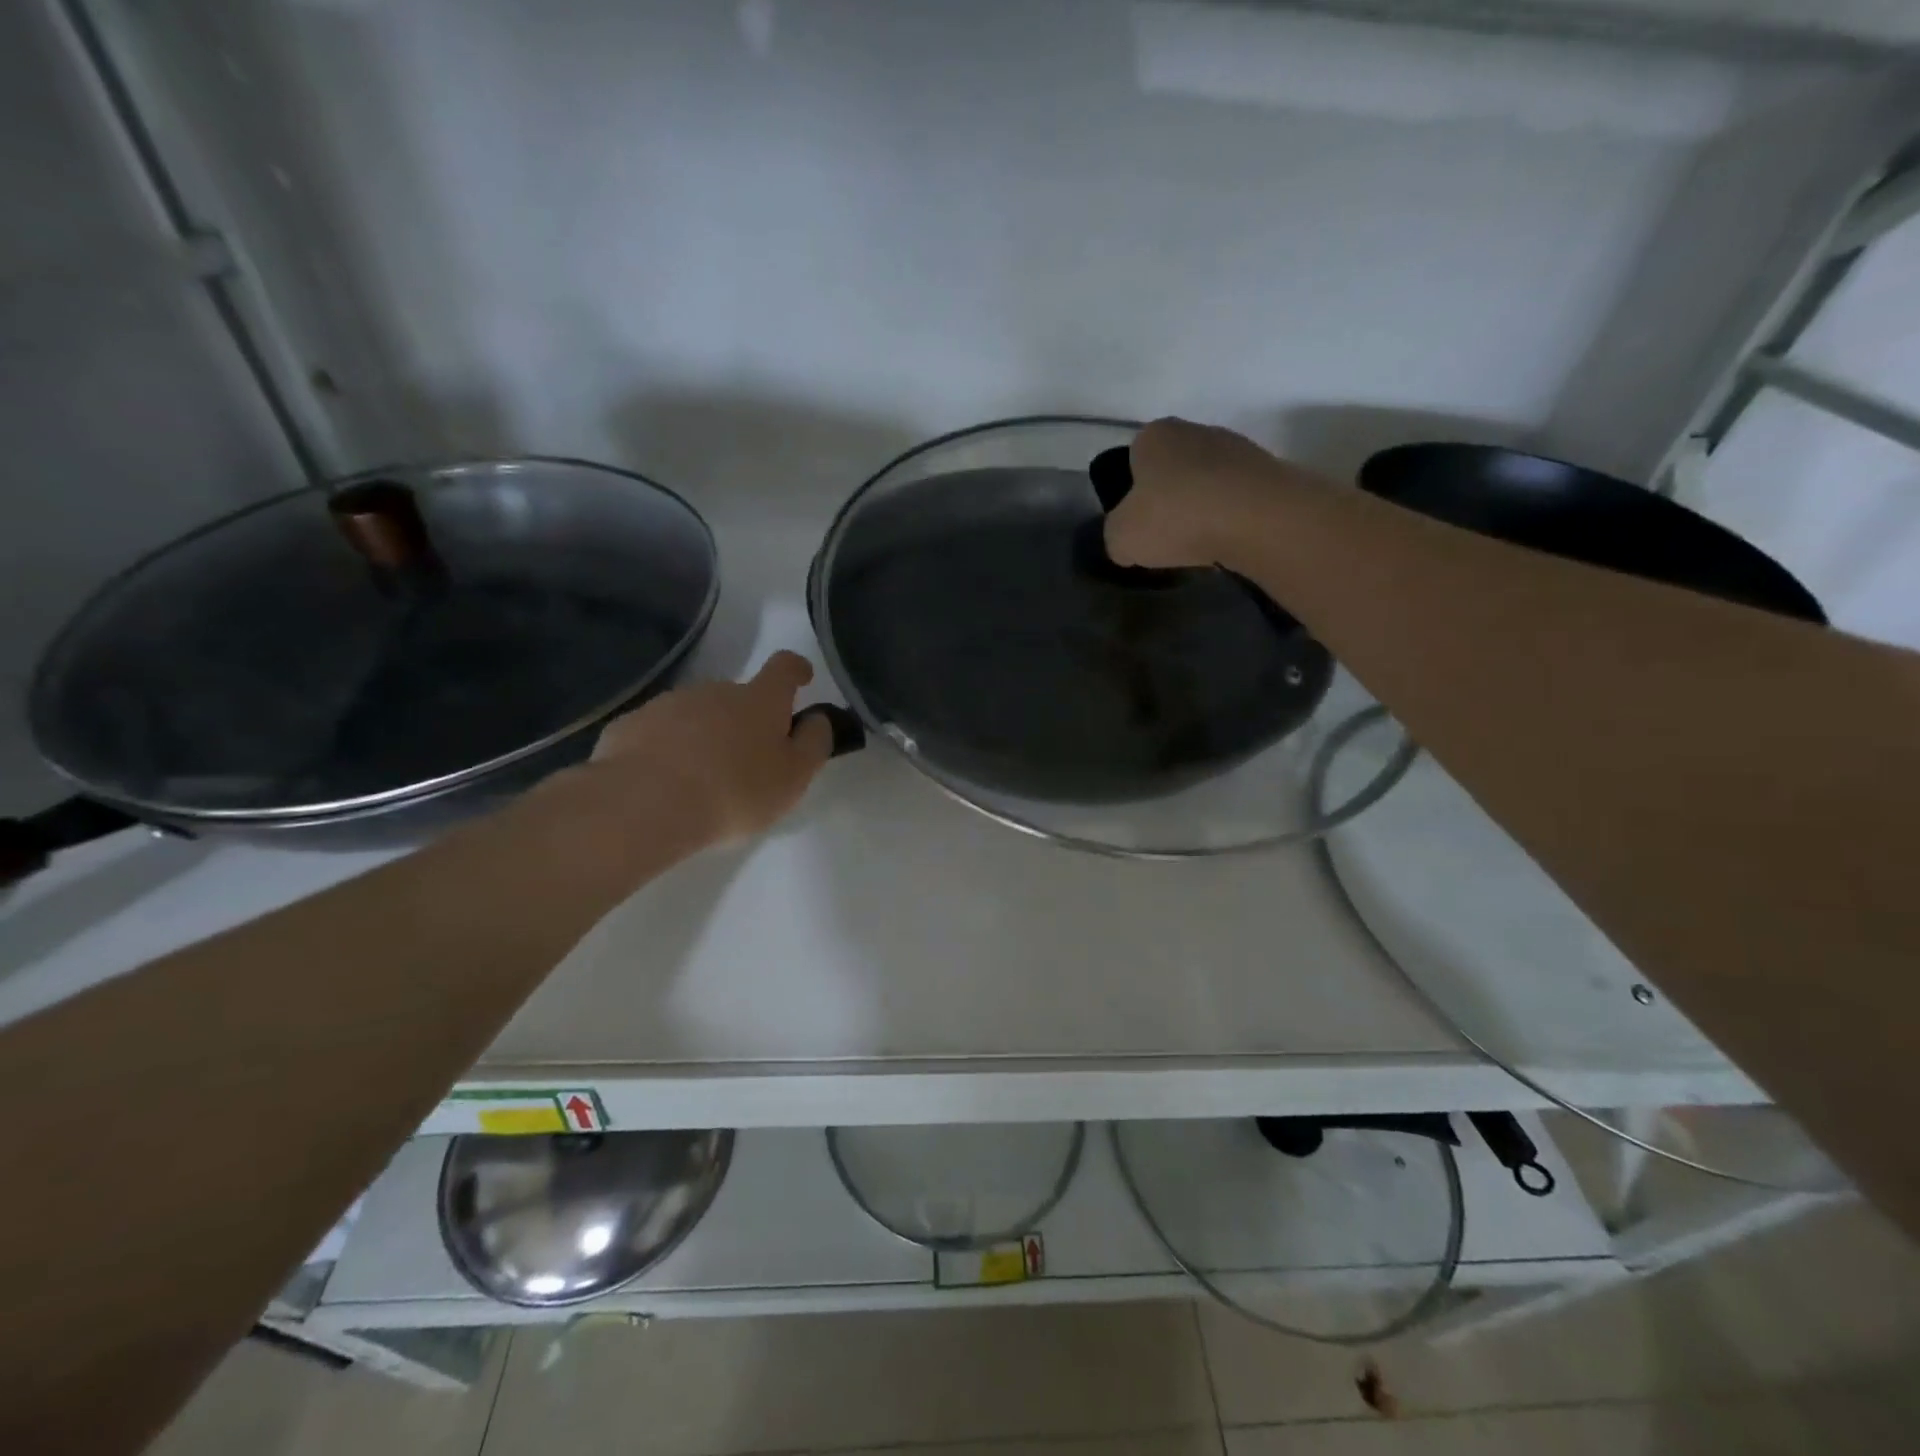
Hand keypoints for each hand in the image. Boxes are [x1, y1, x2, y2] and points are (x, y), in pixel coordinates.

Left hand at [574, 651, 835, 850]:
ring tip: (702, 779)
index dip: (796, 669)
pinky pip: (658, 733)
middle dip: (745, 720)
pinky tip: (664, 783)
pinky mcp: (629, 725)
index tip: (802, 678)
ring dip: (705, 735)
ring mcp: (668, 704)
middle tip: (747, 761)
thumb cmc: (735, 792)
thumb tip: (817, 719)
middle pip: (738, 696)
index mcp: (759, 700)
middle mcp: (714, 690)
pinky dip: (667, 749)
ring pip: (696, 714)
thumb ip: (813, 744)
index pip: (784, 668)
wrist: (644, 804)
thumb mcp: (793, 778)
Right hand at [1105, 418, 1326, 571]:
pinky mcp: (1269, 471)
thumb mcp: (1120, 538)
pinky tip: (1228, 543)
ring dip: (1202, 509)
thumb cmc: (1177, 518)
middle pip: (1173, 469)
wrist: (1258, 519)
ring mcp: (1238, 447)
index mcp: (1155, 435)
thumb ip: (1116, 534)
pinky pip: (1237, 498)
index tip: (1137, 523)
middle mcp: (1196, 430)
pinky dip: (1230, 518)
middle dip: (1169, 499)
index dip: (1131, 492)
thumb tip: (1127, 539)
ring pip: (1207, 483)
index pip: (1133, 459)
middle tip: (1166, 537)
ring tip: (1200, 545)